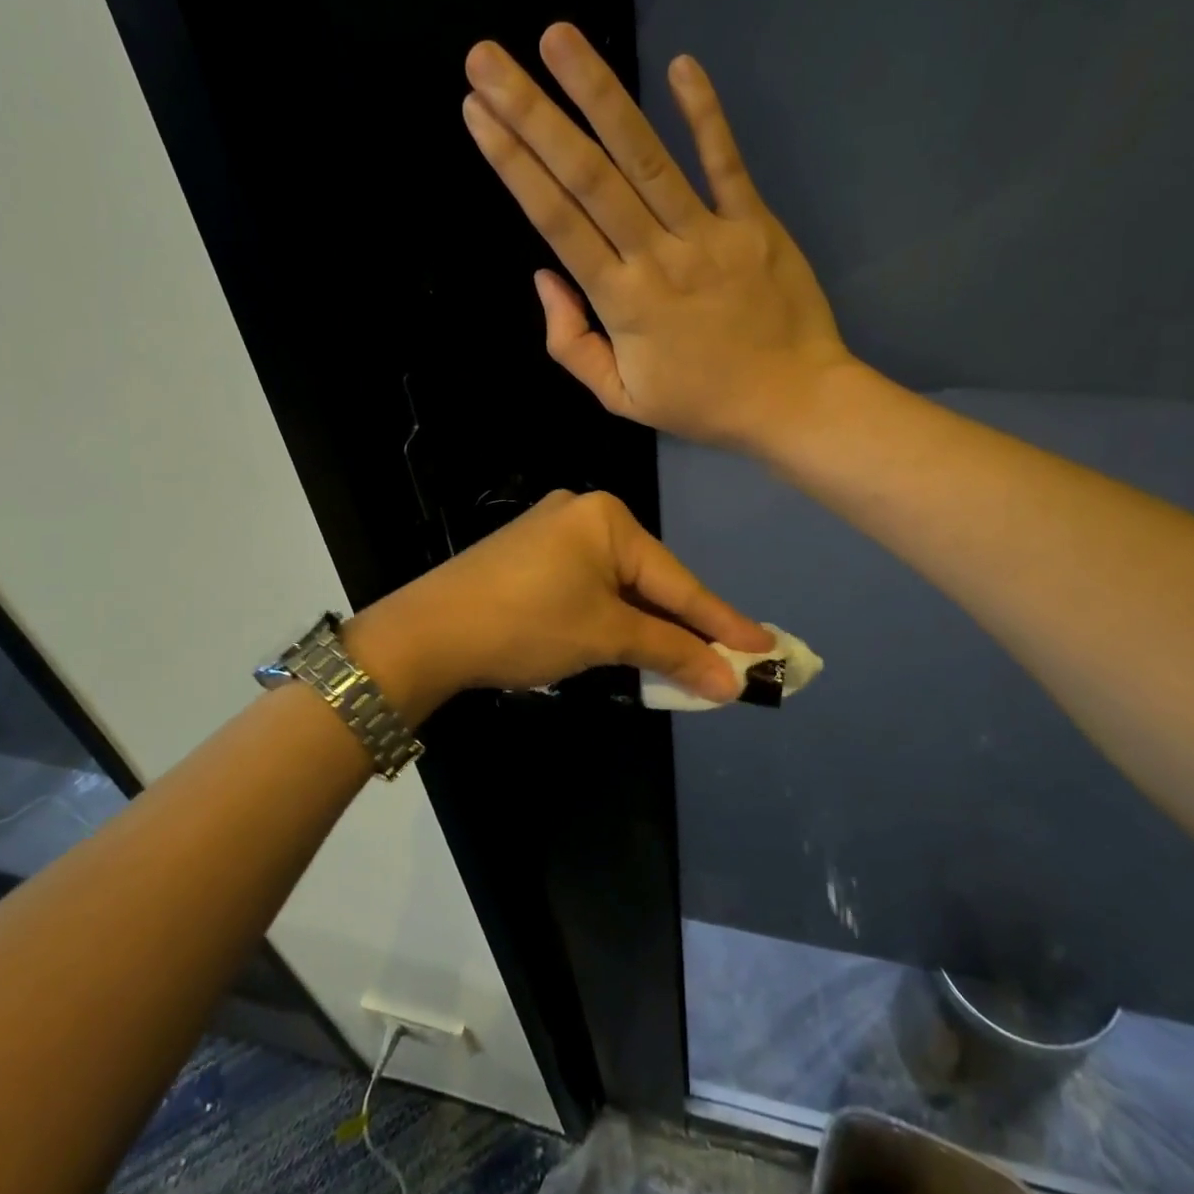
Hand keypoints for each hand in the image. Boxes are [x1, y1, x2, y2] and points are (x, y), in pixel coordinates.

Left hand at [349, 491, 769, 713]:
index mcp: (608, 518)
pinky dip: (613, 617)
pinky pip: (590, 586)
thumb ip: (671, 652)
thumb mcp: (605, 636)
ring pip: (619, 586)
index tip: (766, 647)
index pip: (678, 580)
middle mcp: (583, 513)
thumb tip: (729, 681)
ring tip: (687, 661)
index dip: (723, 620)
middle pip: (650, 580)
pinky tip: (631, 641)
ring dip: (649, 626)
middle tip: (729, 661)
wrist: (427, 632)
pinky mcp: (530, 556)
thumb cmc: (527, 624)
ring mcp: (553, 532)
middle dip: (685, 626)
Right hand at [461, 23, 852, 451]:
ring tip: (558, 38)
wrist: (793, 404)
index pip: (557, 222)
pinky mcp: (755, 224)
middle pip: (588, 178)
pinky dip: (705, 116)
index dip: (514, 166)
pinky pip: (726, 163)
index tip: (477, 114)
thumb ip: (571, 344)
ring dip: (600, 95)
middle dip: (533, 114)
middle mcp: (658, 258)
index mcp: (622, 303)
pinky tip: (680, 65)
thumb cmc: (703, 403)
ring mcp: (709, 236)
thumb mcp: (621, 398)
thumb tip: (544, 278)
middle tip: (488, 58)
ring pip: (647, 158)